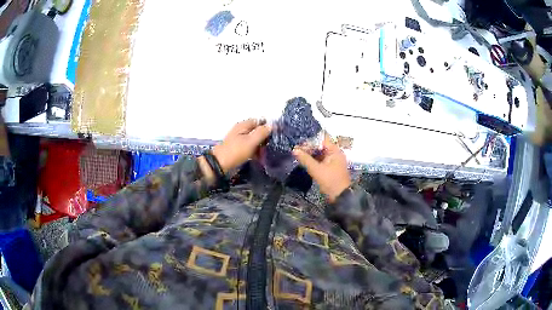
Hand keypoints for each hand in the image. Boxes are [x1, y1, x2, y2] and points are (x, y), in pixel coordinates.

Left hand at [212, 119, 271, 172]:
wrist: (220, 164)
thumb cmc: (236, 151)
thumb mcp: (251, 141)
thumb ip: (261, 132)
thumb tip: (271, 125)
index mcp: (243, 125)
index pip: (259, 121)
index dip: (267, 126)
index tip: (275, 134)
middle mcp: (241, 130)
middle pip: (256, 130)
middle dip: (264, 137)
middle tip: (272, 145)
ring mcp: (239, 139)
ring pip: (253, 140)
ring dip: (260, 145)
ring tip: (267, 153)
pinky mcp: (238, 148)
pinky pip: (249, 147)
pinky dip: (255, 151)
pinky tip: (260, 157)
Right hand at [293, 133, 350, 202]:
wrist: (340, 197)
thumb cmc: (330, 181)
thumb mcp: (316, 170)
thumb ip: (305, 159)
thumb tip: (294, 150)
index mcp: (335, 151)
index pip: (322, 139)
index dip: (311, 139)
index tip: (299, 142)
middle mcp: (335, 153)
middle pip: (320, 146)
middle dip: (309, 147)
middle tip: (296, 149)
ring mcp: (333, 161)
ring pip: (320, 153)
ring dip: (310, 154)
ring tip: (298, 154)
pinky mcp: (330, 168)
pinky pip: (320, 160)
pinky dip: (313, 160)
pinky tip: (304, 161)